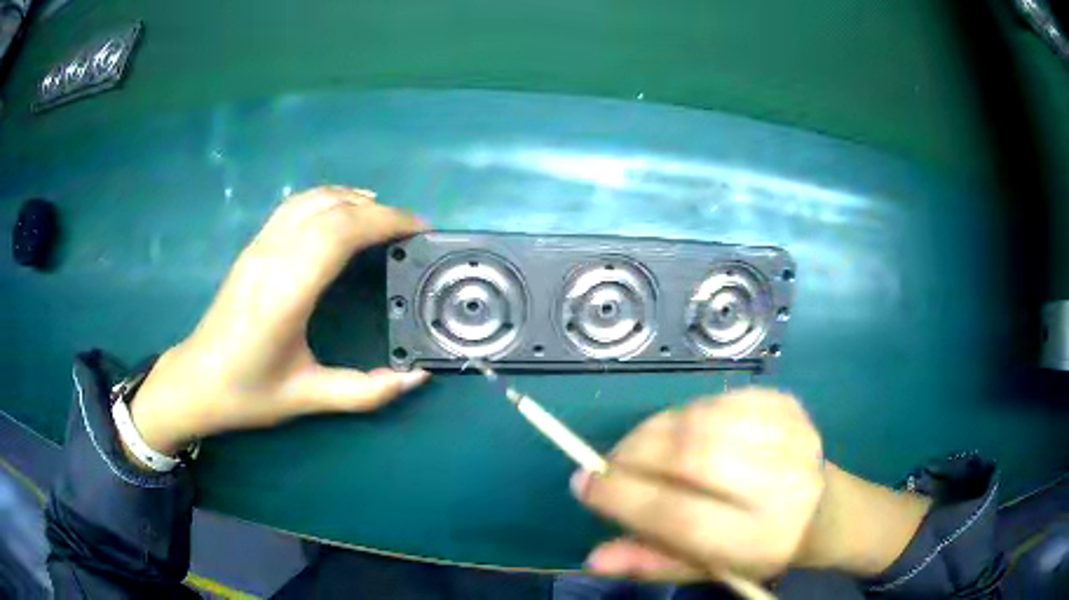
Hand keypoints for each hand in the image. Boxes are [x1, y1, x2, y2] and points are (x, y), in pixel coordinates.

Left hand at [129, 186, 429, 453]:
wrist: (195, 381)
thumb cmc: (248, 392)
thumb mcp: (307, 398)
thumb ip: (365, 391)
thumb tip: (416, 377)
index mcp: (285, 292)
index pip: (340, 233)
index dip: (384, 223)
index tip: (418, 232)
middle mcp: (272, 257)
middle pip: (332, 210)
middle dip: (378, 212)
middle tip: (411, 230)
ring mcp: (259, 247)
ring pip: (311, 199)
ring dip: (352, 199)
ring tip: (383, 217)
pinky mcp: (253, 247)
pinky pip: (295, 206)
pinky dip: (328, 199)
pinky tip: (342, 213)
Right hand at [571, 389, 825, 580]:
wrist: (822, 509)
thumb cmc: (758, 548)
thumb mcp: (708, 569)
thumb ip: (652, 563)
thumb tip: (594, 557)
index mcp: (759, 537)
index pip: (680, 516)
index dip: (623, 497)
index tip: (583, 483)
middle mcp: (780, 484)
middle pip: (691, 456)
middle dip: (635, 454)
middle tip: (609, 462)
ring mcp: (788, 435)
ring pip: (702, 419)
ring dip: (655, 430)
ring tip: (639, 448)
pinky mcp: (787, 405)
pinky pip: (719, 398)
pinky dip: (686, 413)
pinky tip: (679, 431)